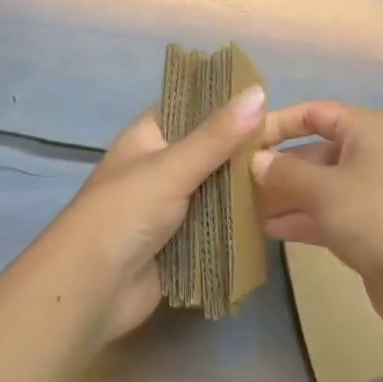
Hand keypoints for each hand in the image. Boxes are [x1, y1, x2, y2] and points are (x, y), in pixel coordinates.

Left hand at [48, 86, 266, 342]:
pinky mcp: (181, 242)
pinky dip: (238, 222)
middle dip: (242, 148)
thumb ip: (217, 135)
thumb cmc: (125, 212)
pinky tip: (275, 215)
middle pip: (208, 149)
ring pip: (215, 188)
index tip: (267, 98)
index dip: (224, 100)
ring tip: (292, 173)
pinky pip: (216, 225)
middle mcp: (159, 166)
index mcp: (149, 136)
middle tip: (291, 140)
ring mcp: (170, 206)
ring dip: (244, 187)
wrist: (91, 289)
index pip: (190, 105)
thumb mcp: (172, 167)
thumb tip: (259, 92)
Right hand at [251, 102, 382, 322]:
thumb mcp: (323, 189)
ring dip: (284, 196)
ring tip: (244, 208)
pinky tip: (267, 229)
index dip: (279, 123)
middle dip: (277, 167)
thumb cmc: (375, 214)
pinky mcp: (368, 230)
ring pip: (317, 187)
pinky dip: (300, 219)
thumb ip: (284, 173)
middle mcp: (367, 154)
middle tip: (237, 182)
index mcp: (363, 130)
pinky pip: (326, 215)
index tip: (245, 140)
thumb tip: (255, 161)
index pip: (314, 113)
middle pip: (313, 152)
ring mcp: (369, 194)